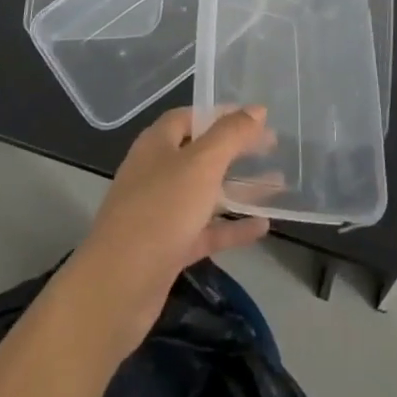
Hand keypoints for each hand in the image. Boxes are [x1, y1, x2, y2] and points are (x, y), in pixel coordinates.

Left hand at [64, 106, 275, 360]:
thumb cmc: (160, 212)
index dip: (220, 114)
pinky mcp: (168, 248)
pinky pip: (206, 230)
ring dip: (239, 188)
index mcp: (156, 145)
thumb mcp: (201, 165)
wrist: (118, 287)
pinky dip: (233, 227)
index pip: (189, 118)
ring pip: (206, 193)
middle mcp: (156, 173)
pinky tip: (263, 227)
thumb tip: (257, 109)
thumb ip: (230, 135)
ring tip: (279, 184)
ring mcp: (161, 213)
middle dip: (236, 150)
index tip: (255, 117)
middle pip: (201, 154)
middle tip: (273, 147)